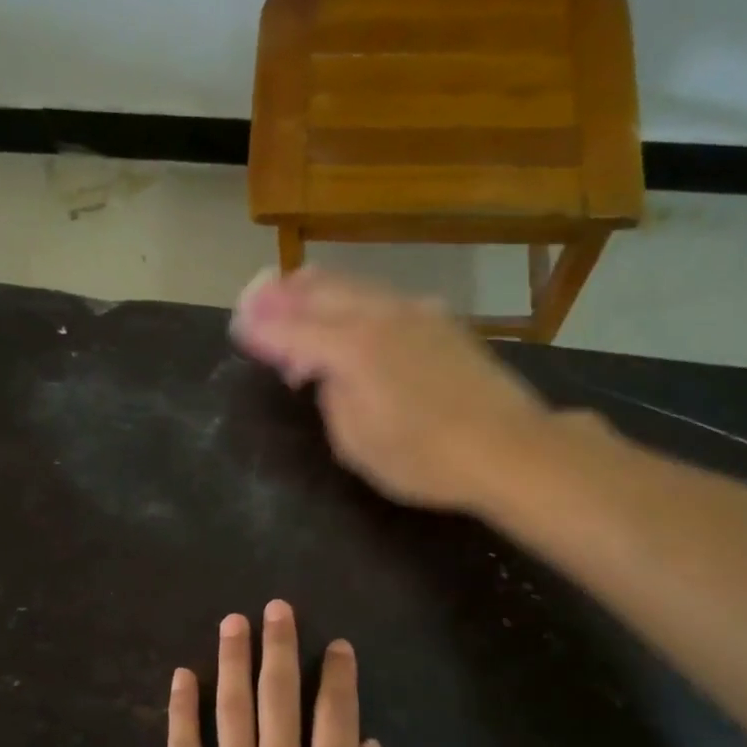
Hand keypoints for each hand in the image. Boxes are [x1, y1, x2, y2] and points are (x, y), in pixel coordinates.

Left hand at [167, 600, 405, 746]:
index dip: (339, 674)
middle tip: (277, 607)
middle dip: (280, 646)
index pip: (336, 715)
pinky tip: (181, 676)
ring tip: (233, 621)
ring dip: (232, 661)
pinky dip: (181, 711)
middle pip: (279, 698)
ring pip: (231, 711)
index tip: (338, 645)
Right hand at [231, 268, 555, 511]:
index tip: (238, 324)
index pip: (293, 331)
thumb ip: (332, 399)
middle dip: (284, 294)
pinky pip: (384, 298)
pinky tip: (355, 311)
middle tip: (257, 295)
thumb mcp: (357, 444)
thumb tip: (326, 373)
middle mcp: (380, 317)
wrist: (508, 448)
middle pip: (322, 293)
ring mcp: (416, 314)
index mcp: (352, 349)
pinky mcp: (443, 321)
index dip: (262, 329)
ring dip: (319, 290)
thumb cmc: (425, 459)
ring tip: (296, 289)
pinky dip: (355, 300)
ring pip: (356, 287)